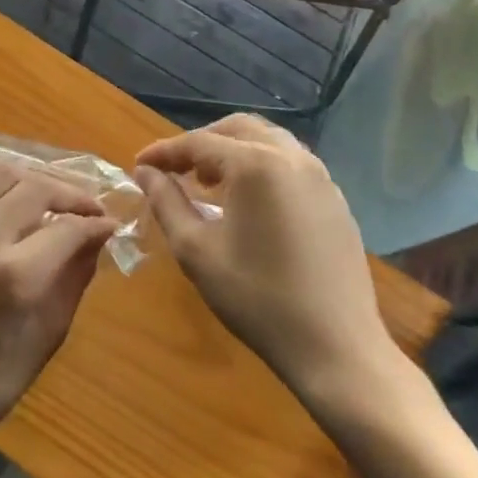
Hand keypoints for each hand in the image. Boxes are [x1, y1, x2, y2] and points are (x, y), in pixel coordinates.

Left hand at [0, 161, 119, 456]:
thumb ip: (75, 275)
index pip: (66, 227)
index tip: (109, 223)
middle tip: (87, 206)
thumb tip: (99, 233)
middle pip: (34, 187)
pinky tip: (8, 183)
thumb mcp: (48, 335)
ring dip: (33, 176)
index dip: (95, 221)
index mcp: (13, 277)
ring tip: (50, 192)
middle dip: (69, 192)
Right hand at [134, 115, 420, 430]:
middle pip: (236, 129)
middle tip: (175, 170)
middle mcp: (291, 156)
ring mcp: (320, 176)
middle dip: (200, 143)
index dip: (164, 152)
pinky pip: (291, 163)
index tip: (139, 166)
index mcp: (255, 163)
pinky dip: (261, 166)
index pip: (198, 143)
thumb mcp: (197, 251)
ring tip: (210, 182)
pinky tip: (249, 201)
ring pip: (267, 139)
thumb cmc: (258, 299)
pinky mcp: (335, 198)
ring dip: (233, 150)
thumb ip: (166, 202)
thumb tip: (146, 172)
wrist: (338, 349)